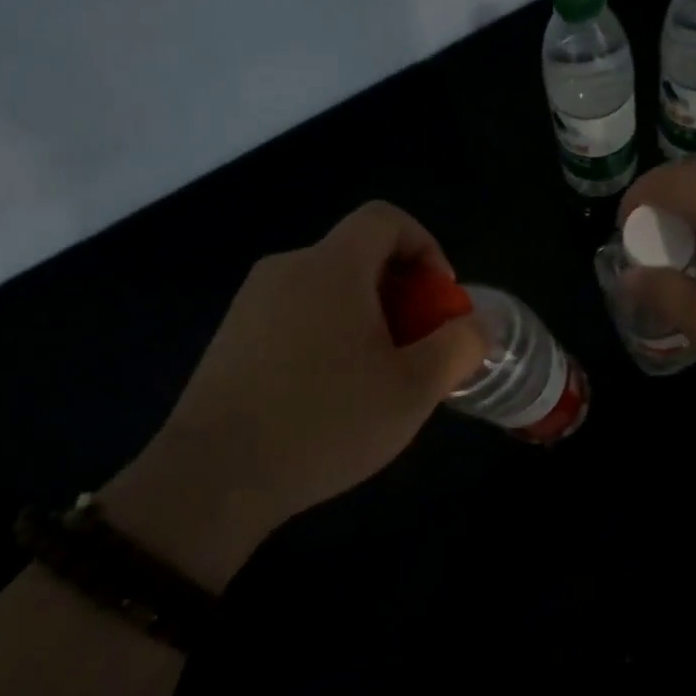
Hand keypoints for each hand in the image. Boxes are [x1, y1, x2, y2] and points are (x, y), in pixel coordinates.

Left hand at [104, 202, 486, 591]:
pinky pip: (295, 314)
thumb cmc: (326, 422)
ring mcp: (252, 302)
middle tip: (417, 347)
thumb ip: (458, 346)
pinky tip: (329, 393)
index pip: (385, 219)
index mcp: (332, 266)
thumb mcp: (413, 389)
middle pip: (358, 254)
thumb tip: (481, 322)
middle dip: (401, 292)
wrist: (214, 476)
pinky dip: (327, 333)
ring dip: (365, 316)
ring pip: (327, 288)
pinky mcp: (231, 336)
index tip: (439, 300)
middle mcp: (287, 268)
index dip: (425, 246)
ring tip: (378, 376)